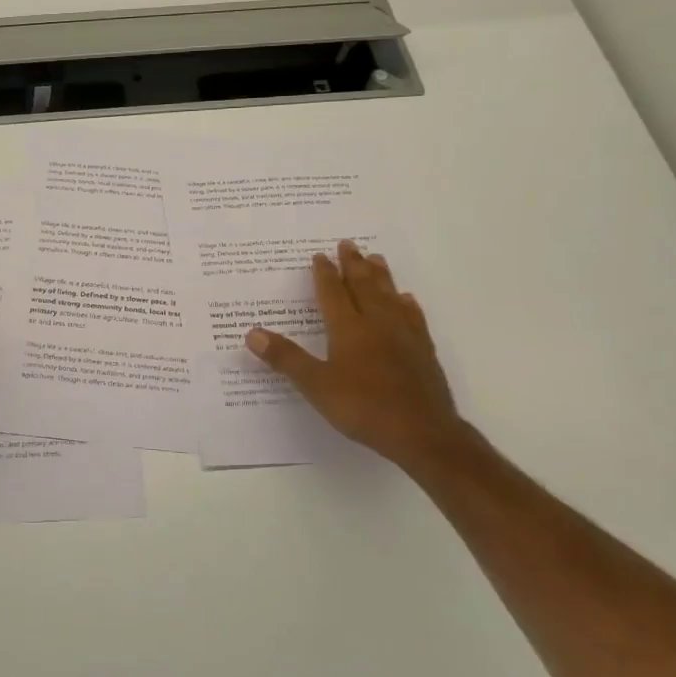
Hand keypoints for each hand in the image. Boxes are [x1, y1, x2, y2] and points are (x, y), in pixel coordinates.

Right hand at [246, 241, 463, 466]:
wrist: (422, 432)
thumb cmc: (363, 407)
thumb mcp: (315, 385)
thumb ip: (285, 358)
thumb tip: (252, 333)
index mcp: (348, 328)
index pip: (333, 293)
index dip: (324, 274)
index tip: (319, 255)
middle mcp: (377, 324)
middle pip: (364, 286)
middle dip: (354, 264)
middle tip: (348, 243)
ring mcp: (404, 336)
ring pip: (390, 296)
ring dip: (381, 276)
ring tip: (376, 258)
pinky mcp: (423, 352)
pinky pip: (413, 318)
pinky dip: (407, 304)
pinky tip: (406, 299)